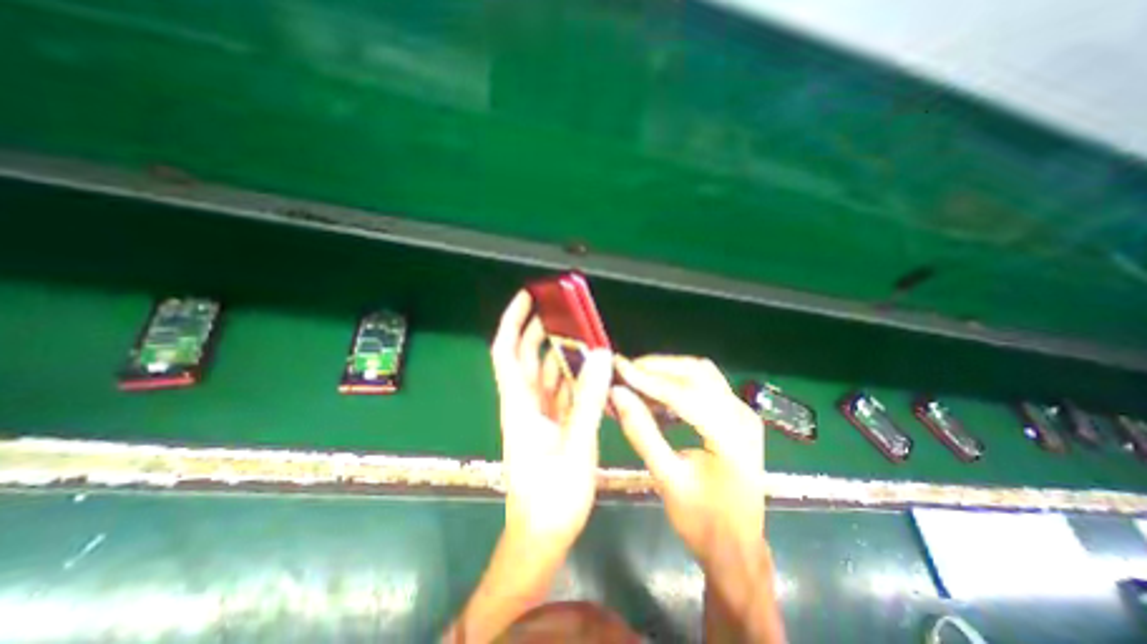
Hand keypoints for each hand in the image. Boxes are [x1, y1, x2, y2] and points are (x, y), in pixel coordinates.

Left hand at [488, 291, 614, 552]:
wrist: (541, 536)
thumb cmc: (551, 496)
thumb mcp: (575, 445)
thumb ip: (587, 399)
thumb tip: (600, 354)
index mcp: (519, 405)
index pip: (506, 352)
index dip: (512, 322)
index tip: (528, 298)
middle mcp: (524, 404)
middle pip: (525, 357)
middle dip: (537, 330)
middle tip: (561, 311)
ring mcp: (537, 415)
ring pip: (543, 373)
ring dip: (557, 353)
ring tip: (579, 335)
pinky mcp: (550, 426)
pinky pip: (558, 391)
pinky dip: (570, 376)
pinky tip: (587, 369)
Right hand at [614, 357, 764, 564]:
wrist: (737, 549)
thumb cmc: (702, 521)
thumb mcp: (666, 478)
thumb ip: (641, 432)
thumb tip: (617, 394)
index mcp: (731, 436)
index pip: (684, 394)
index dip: (647, 379)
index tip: (618, 367)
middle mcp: (742, 415)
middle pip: (696, 373)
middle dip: (657, 368)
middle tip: (625, 370)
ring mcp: (742, 412)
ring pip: (701, 373)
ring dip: (667, 370)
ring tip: (636, 377)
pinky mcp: (735, 414)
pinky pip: (704, 384)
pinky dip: (677, 381)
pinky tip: (655, 390)